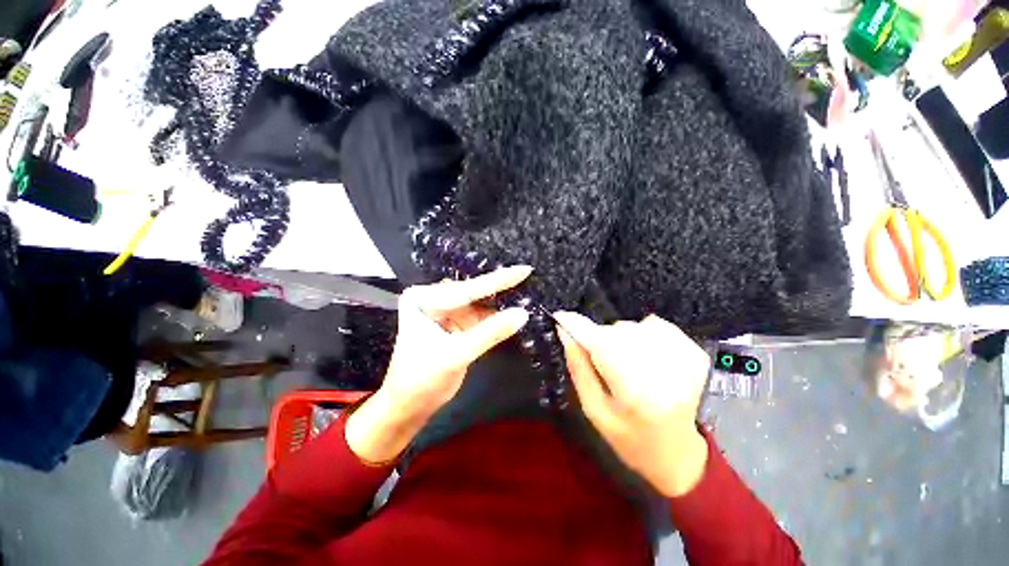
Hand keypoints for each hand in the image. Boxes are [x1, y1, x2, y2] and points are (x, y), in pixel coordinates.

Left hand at [346, 266, 531, 463]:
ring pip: (479, 303)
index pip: (466, 289)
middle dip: (501, 288)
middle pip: (473, 293)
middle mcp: (433, 299)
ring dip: (501, 302)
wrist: (410, 406)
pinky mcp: (455, 324)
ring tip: (526, 291)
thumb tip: (522, 313)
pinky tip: (513, 311)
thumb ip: (490, 332)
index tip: (524, 270)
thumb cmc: (423, 380)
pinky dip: (496, 317)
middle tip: (528, 276)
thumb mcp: (457, 354)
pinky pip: (480, 316)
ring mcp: (445, 311)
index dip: (498, 281)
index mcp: (423, 299)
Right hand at [553, 311, 710, 496]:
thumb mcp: (593, 409)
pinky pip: (657, 325)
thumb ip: (579, 367)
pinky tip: (646, 356)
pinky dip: (644, 333)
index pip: (602, 346)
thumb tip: (565, 331)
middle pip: (618, 332)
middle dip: (601, 338)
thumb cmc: (628, 438)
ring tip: (627, 363)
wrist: (677, 453)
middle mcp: (665, 376)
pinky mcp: (696, 355)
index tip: (560, 316)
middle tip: (603, 361)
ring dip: (622, 338)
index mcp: (636, 396)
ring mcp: (686, 363)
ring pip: (635, 326)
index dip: (579, 326)